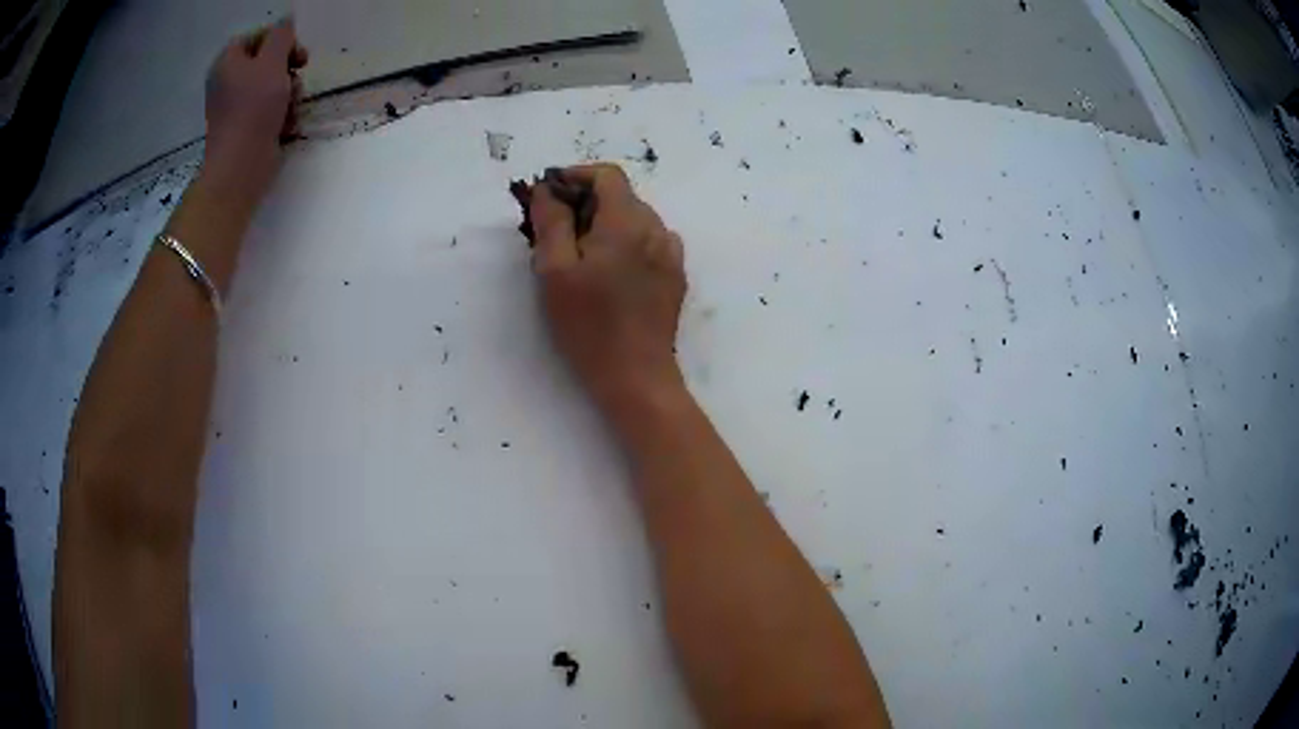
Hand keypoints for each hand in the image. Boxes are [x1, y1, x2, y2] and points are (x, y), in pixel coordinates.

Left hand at [203, 19, 307, 187]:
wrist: (240, 167)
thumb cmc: (254, 109)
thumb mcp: (273, 61)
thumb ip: (282, 35)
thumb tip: (286, 19)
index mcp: (227, 62)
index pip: (256, 36)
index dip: (279, 39)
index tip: (296, 52)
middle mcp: (227, 82)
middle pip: (265, 60)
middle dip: (287, 67)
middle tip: (299, 73)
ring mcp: (234, 107)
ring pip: (270, 85)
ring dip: (289, 91)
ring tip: (292, 105)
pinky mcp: (244, 128)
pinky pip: (267, 110)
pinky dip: (281, 113)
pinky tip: (287, 123)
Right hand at [531, 164, 687, 407]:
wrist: (636, 376)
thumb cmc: (589, 325)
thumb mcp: (555, 270)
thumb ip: (550, 221)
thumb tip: (547, 189)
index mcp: (628, 222)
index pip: (607, 175)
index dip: (575, 176)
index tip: (549, 195)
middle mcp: (657, 229)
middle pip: (621, 196)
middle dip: (586, 203)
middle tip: (555, 231)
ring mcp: (671, 254)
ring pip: (635, 219)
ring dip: (606, 224)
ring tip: (580, 256)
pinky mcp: (675, 276)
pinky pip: (649, 242)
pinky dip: (626, 243)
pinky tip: (610, 273)